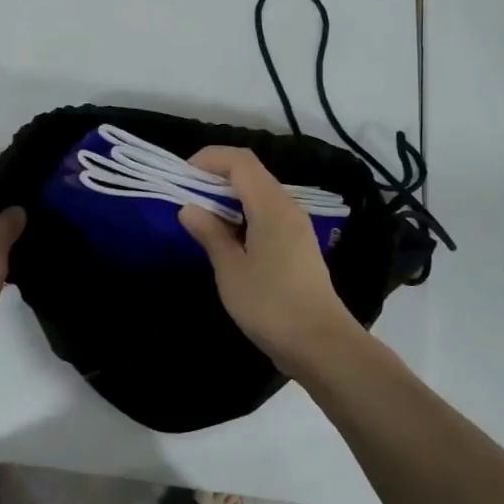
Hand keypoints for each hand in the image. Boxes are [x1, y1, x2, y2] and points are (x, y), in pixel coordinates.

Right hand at [178, 147, 363, 375]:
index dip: (209, 158)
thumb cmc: (270, 305)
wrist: (321, 345)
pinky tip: (226, 239)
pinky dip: (242, 215)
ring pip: (258, 194)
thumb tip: (189, 208)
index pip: (240, 161)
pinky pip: (266, 215)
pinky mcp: (297, 246)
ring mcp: (296, 227)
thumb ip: (210, 234)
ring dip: (228, 198)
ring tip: (200, 218)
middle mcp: (287, 208)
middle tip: (185, 196)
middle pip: (250, 174)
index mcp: (272, 206)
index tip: (181, 175)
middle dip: (215, 177)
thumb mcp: (231, 270)